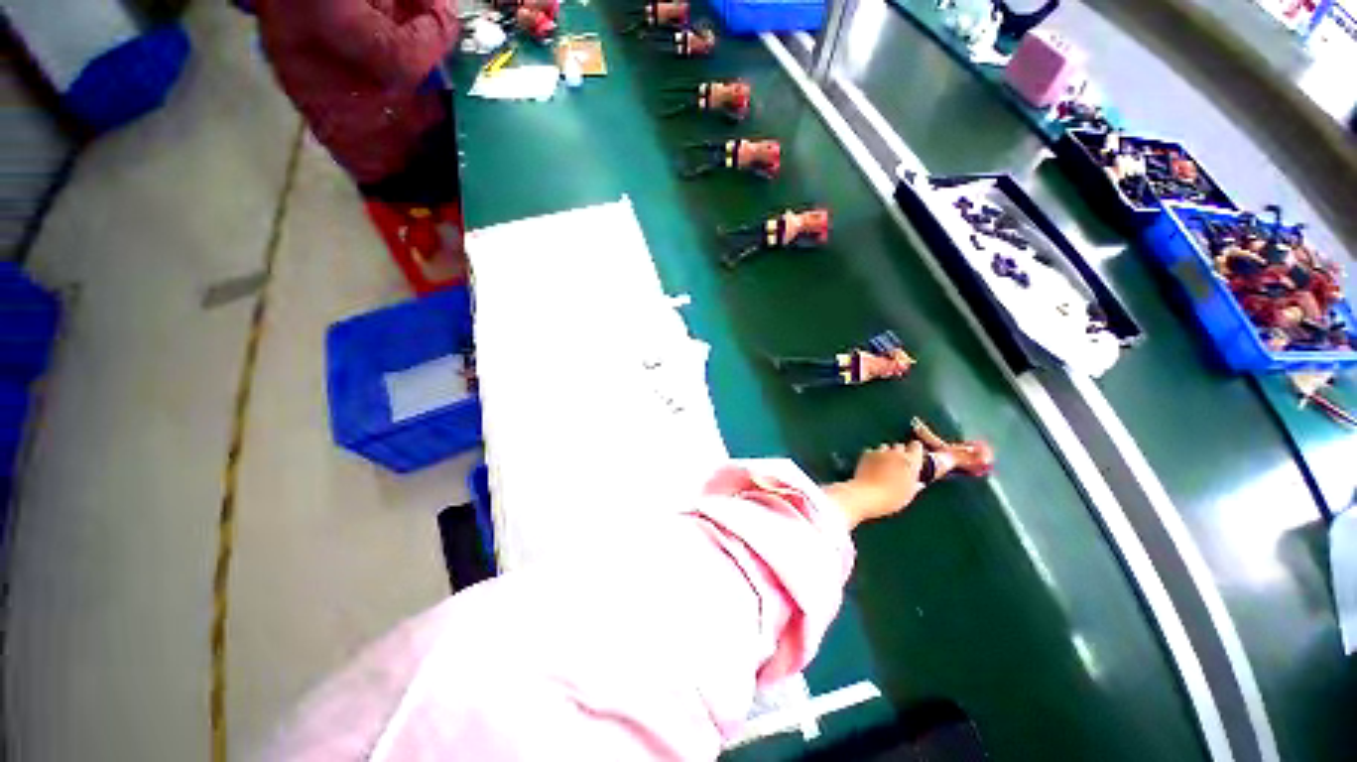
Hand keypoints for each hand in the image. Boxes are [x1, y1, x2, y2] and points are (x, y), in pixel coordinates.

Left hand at [826, 442, 925, 528]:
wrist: (868, 495)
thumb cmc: (892, 498)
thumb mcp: (909, 494)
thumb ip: (915, 484)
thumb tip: (918, 482)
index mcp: (911, 462)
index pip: (916, 446)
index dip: (915, 450)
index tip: (913, 456)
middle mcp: (896, 453)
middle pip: (900, 446)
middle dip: (899, 453)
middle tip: (897, 464)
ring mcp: (880, 452)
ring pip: (885, 447)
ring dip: (885, 453)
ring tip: (883, 465)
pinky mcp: (866, 454)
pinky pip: (871, 451)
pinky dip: (872, 456)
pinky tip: (871, 465)